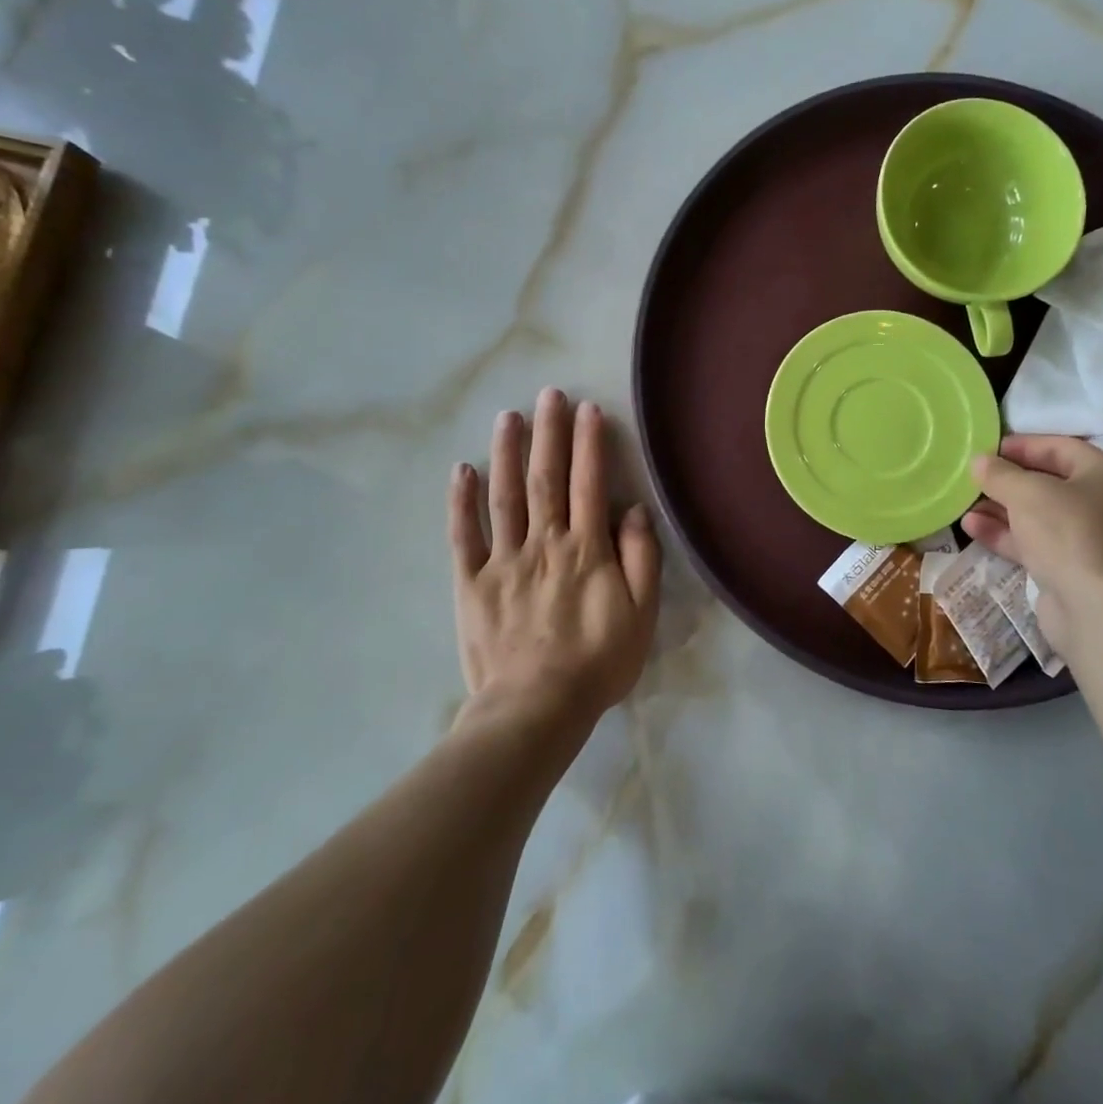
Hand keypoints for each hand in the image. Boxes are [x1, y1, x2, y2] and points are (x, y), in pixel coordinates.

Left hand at [448, 388, 660, 722]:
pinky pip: (464, 536)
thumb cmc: (597, 663)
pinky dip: (461, 502)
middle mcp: (544, 543)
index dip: (589, 444)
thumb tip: (632, 511)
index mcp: (586, 549)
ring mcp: (503, 561)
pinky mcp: (472, 583)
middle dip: (549, 433)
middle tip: (548, 394)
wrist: (535, 709)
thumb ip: (641, 559)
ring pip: (505, 496)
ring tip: (508, 416)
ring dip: (507, 453)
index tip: (588, 409)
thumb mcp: (641, 615)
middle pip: (546, 478)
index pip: (589, 484)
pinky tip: (462, 470)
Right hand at [962, 435, 1102, 644]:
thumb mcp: (1027, 493)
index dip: (1022, 446)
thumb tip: (979, 461)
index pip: (1061, 447)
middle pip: (1051, 483)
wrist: (1098, 610)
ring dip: (1002, 510)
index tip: (986, 449)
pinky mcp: (1077, 571)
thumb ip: (1000, 474)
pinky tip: (973, 528)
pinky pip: (1039, 544)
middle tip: (973, 478)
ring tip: (965, 504)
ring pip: (1041, 517)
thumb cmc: (1070, 533)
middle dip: (1008, 482)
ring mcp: (1095, 541)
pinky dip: (1008, 535)